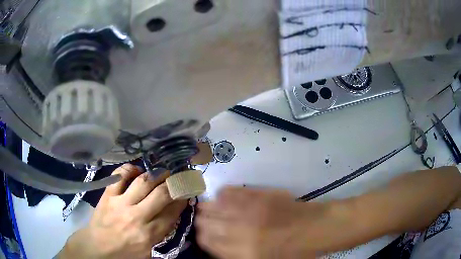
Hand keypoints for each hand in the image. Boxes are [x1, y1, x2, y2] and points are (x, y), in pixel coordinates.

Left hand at [58, 164, 186, 258]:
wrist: (97, 248)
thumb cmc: (124, 253)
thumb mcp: (148, 252)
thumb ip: (162, 234)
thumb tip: (173, 214)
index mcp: (148, 235)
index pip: (171, 213)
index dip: (182, 199)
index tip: (187, 191)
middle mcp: (136, 217)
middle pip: (161, 195)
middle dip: (174, 183)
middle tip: (179, 177)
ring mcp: (120, 203)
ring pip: (143, 182)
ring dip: (157, 174)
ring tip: (163, 171)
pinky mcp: (107, 195)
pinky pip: (119, 176)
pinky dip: (130, 168)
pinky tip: (137, 169)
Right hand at [196, 187, 318, 258]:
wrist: (312, 229)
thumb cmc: (290, 252)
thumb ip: (235, 254)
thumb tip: (217, 244)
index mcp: (240, 252)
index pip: (206, 241)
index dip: (201, 236)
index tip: (202, 234)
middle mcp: (238, 231)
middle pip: (206, 222)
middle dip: (201, 221)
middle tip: (203, 220)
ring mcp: (248, 210)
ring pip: (214, 206)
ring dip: (208, 207)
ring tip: (207, 207)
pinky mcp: (257, 195)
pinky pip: (231, 191)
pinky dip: (224, 194)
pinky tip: (224, 197)